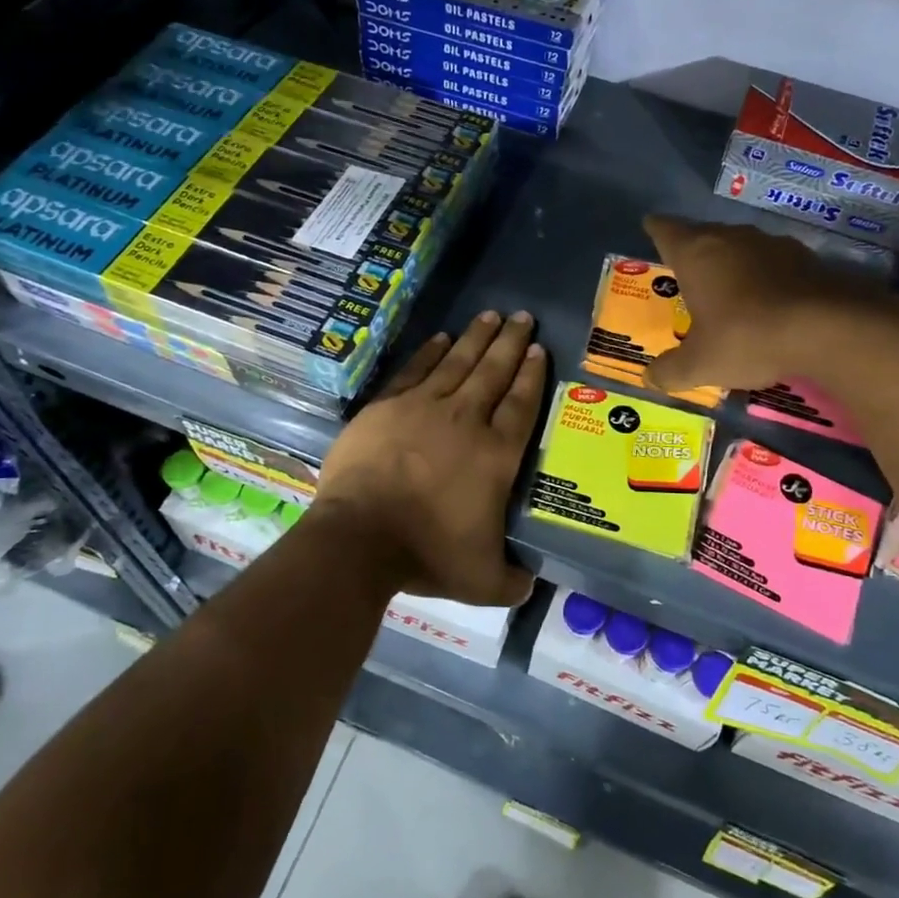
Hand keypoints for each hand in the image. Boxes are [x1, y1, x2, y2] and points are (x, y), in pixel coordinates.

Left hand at [316, 311, 547, 607]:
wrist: (359, 538)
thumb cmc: (426, 554)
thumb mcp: (483, 581)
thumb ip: (512, 579)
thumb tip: (531, 582)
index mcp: (495, 455)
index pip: (521, 405)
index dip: (532, 376)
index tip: (538, 350)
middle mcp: (465, 420)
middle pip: (494, 372)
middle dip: (510, 342)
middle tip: (522, 316)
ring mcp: (423, 408)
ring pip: (458, 362)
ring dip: (476, 338)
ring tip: (490, 315)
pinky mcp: (387, 407)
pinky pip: (415, 370)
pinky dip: (431, 352)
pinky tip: (442, 338)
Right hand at [643, 215, 898, 394]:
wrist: (828, 329)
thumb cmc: (746, 337)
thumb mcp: (700, 365)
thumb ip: (670, 371)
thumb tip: (650, 377)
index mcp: (696, 253)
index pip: (665, 230)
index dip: (655, 229)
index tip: (650, 227)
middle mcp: (731, 237)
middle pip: (704, 235)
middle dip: (693, 251)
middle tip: (685, 273)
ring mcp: (772, 244)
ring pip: (741, 247)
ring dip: (732, 263)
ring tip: (727, 289)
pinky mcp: (806, 258)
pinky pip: (773, 263)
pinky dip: (765, 277)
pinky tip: (768, 302)